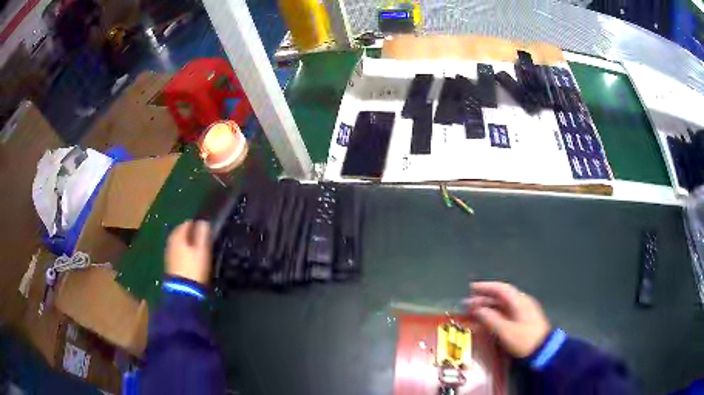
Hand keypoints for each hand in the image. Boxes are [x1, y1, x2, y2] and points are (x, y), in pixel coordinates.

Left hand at [165, 221, 211, 284]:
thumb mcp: (202, 249)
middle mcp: (171, 241)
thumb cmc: (194, 267)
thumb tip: (203, 221)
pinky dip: (185, 253)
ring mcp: (169, 253)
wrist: (183, 291)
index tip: (208, 232)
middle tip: (205, 242)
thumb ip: (203, 233)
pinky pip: (179, 252)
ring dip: (189, 244)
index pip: (188, 222)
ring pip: (181, 243)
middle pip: (183, 233)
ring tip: (200, 252)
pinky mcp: (171, 263)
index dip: (198, 225)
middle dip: (193, 235)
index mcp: (178, 235)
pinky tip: (192, 260)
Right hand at [465, 282, 550, 357]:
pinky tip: (486, 320)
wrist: (542, 350)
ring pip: (503, 305)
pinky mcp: (523, 320)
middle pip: (501, 296)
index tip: (471, 288)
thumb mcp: (505, 330)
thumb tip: (476, 309)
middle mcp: (521, 302)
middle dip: (484, 298)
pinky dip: (494, 314)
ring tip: (473, 312)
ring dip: (488, 307)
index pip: (500, 288)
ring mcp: (523, 311)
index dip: (485, 287)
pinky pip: (506, 312)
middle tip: (468, 303)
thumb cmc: (524, 339)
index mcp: (519, 301)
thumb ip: (490, 318)